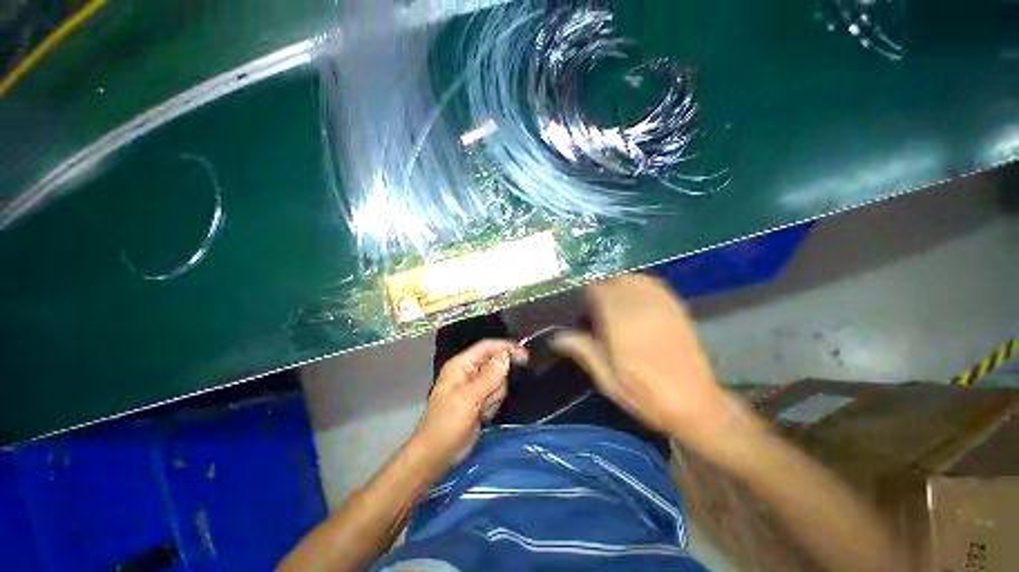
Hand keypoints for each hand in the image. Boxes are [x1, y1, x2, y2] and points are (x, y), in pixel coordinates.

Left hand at [414, 339, 525, 467]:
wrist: (438, 455)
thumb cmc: (448, 424)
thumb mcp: (468, 398)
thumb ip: (489, 376)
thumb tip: (506, 356)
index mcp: (461, 365)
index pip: (487, 347)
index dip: (506, 347)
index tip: (525, 355)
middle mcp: (469, 372)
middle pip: (496, 365)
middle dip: (496, 383)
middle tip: (486, 399)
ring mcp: (475, 386)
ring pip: (499, 381)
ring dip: (494, 397)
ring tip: (480, 410)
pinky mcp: (480, 400)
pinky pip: (496, 395)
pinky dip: (492, 405)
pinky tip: (481, 416)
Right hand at [553, 275, 736, 452]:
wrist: (696, 404)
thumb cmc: (646, 395)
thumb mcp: (607, 380)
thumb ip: (583, 351)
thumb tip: (556, 337)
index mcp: (620, 325)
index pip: (598, 291)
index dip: (587, 297)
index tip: (585, 311)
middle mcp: (640, 308)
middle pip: (615, 281)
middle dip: (602, 291)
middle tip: (599, 312)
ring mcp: (661, 306)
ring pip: (634, 279)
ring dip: (620, 286)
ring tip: (616, 305)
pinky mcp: (677, 308)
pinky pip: (654, 284)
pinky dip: (640, 286)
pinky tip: (636, 301)